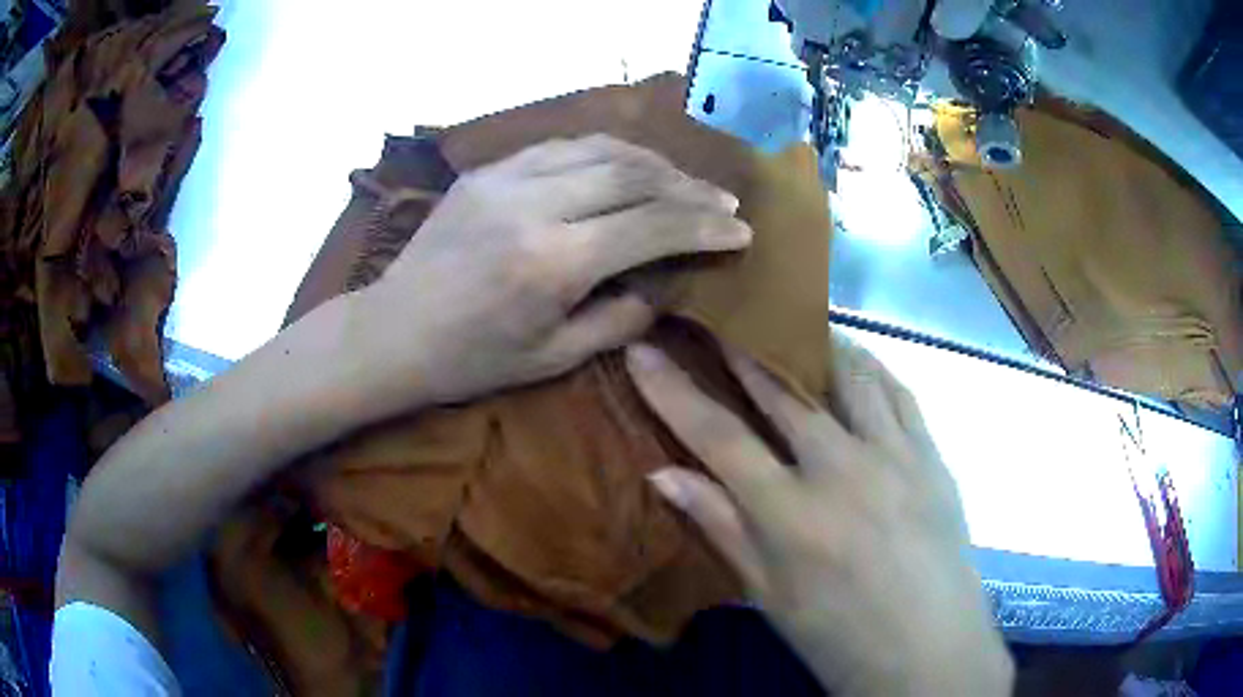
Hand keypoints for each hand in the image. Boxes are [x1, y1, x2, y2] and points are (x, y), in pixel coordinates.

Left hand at [356, 134, 750, 408]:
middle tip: (724, 200)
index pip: (652, 226)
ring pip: (601, 149)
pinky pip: (562, 146)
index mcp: (552, 262)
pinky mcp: (487, 170)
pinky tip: (628, 167)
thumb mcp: (555, 358)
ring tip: (684, 182)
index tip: (742, 229)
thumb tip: (668, 282)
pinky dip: (607, 153)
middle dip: (689, 187)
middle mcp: (533, 206)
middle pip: (633, 175)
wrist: (393, 331)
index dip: (705, 226)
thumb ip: (623, 318)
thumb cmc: (472, 360)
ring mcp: (506, 179)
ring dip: (654, 162)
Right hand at [626, 334, 1012, 696]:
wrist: (928, 650)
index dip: (672, 391)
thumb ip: (721, 527)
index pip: (717, 437)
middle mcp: (841, 470)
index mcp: (790, 516)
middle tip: (717, 316)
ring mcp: (895, 455)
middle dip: (742, 349)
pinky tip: (855, 363)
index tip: (642, 351)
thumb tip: (663, 474)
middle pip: (782, 390)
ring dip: (811, 345)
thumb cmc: (838, 637)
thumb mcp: (769, 595)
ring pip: (848, 373)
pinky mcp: (932, 454)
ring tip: (788, 331)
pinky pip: (899, 392)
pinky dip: (870, 368)